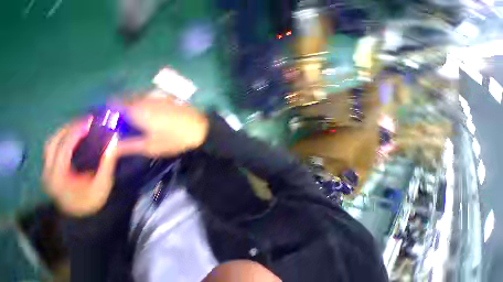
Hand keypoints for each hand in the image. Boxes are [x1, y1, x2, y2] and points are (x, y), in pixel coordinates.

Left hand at [43, 119, 119, 216]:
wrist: (80, 213)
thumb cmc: (92, 200)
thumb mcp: (102, 183)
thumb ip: (106, 163)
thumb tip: (113, 143)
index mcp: (58, 176)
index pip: (63, 149)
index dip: (75, 133)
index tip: (89, 122)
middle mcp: (49, 171)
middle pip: (53, 143)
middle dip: (68, 129)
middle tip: (86, 121)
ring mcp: (49, 169)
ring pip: (52, 145)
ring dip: (65, 133)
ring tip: (82, 126)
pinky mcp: (53, 168)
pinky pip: (56, 149)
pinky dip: (65, 140)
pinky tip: (77, 137)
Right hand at [117, 94, 208, 156]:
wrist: (202, 130)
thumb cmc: (176, 139)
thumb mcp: (151, 147)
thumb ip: (127, 146)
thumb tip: (110, 147)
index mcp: (136, 109)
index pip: (112, 105)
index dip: (109, 115)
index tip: (113, 126)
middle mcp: (145, 99)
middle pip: (125, 101)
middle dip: (123, 112)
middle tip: (129, 127)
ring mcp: (159, 97)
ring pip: (140, 100)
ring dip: (137, 109)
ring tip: (143, 124)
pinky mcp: (170, 99)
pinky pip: (153, 100)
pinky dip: (149, 107)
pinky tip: (158, 118)